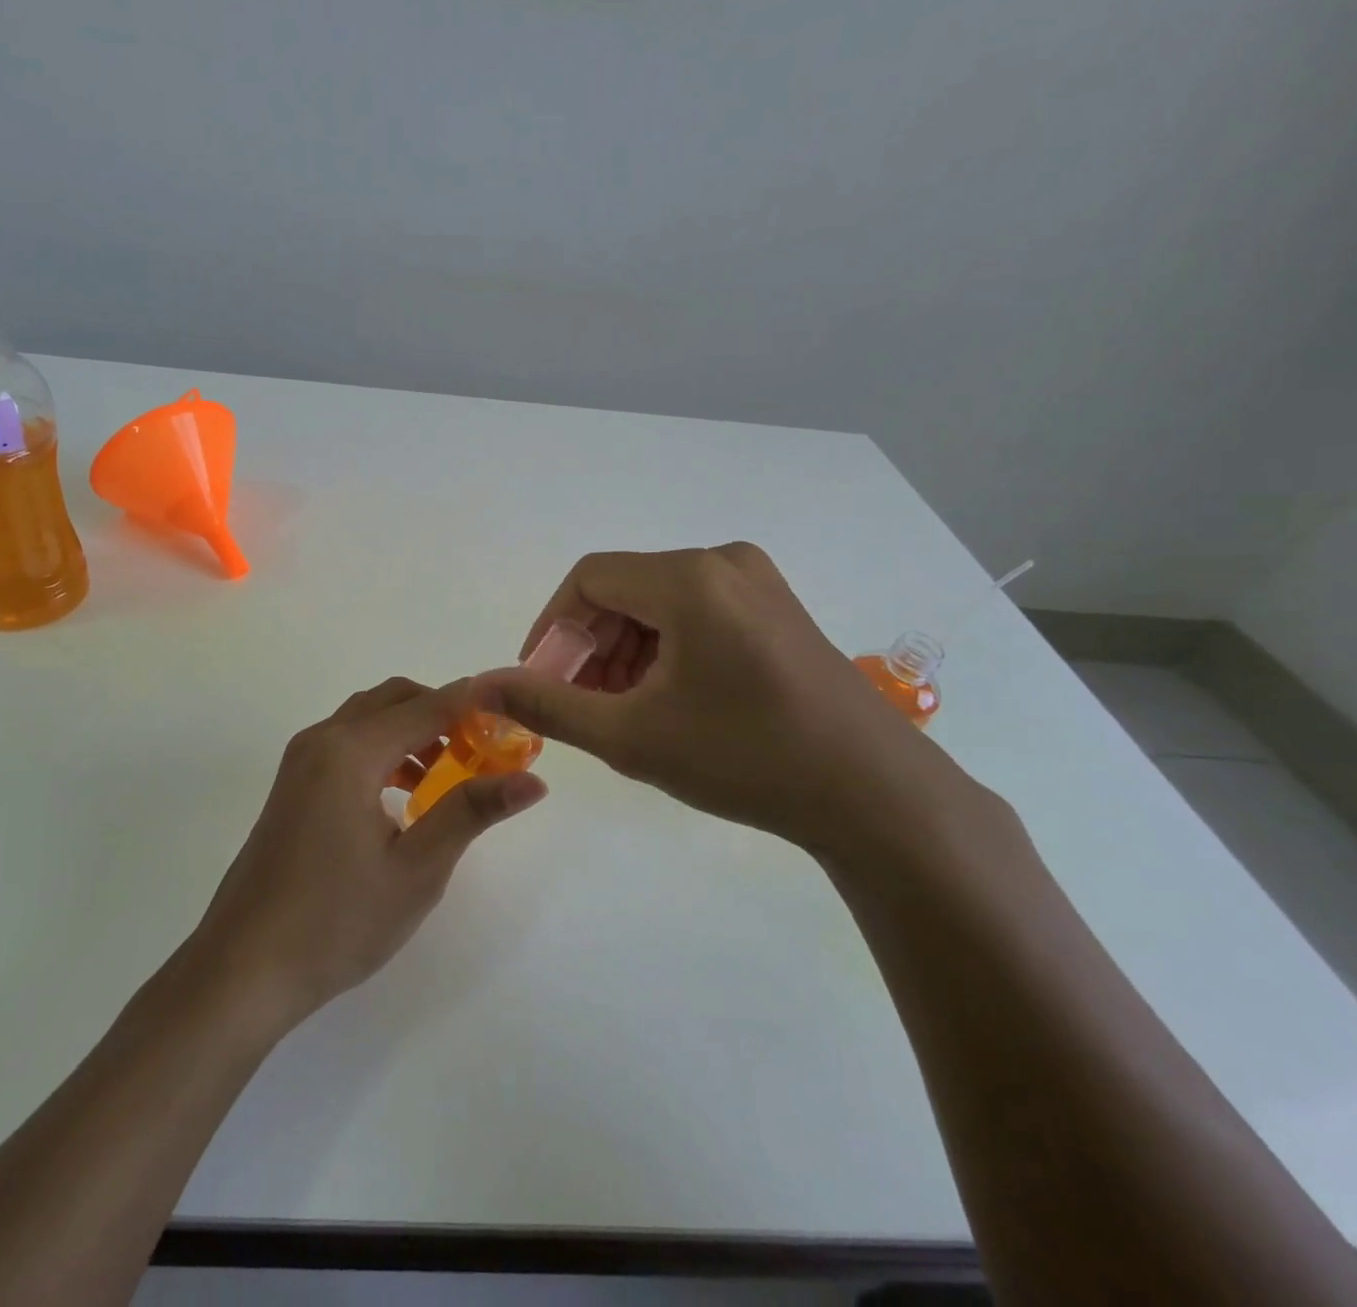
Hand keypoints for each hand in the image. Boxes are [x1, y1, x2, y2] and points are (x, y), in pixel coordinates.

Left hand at [192, 677, 547, 1026]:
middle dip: (442, 713)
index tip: (515, 719)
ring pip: (368, 718)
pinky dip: (383, 749)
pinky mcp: (292, 784)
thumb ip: (471, 812)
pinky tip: (404, 797)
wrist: (244, 967)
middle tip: (483, 751)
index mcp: (351, 750)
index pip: (427, 706)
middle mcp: (322, 739)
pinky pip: (347, 743)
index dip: (474, 706)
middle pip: (394, 698)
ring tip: (448, 777)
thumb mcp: (416, 870)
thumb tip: (533, 781)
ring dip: (411, 731)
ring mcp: (300, 760)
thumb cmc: (337, 921)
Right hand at [480, 543, 993, 864]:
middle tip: (580, 704)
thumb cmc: (744, 758)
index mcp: (688, 578)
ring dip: (625, 650)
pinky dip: (665, 649)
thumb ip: (548, 706)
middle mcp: (723, 562)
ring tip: (622, 710)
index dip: (552, 627)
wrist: (874, 795)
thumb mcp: (631, 736)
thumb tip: (482, 686)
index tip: (540, 680)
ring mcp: (758, 583)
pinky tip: (667, 700)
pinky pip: (697, 613)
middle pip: (624, 590)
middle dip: (590, 645)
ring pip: (659, 604)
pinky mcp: (778, 609)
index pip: (587, 580)